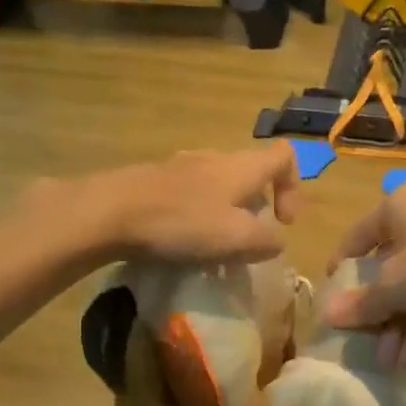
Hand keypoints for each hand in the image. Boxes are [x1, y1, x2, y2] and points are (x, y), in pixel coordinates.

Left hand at [66, 146, 300, 263]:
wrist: (112, 211)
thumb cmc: (183, 221)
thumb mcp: (237, 237)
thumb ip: (267, 240)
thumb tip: (276, 240)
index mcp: (242, 166)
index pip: (285, 156)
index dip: (294, 187)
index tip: (282, 222)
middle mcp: (216, 157)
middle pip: (251, 174)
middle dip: (256, 209)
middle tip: (246, 243)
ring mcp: (183, 165)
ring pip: (219, 186)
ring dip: (225, 216)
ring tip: (213, 249)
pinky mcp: (156, 180)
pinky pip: (190, 195)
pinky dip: (197, 216)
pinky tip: (181, 243)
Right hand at [322, 181, 405, 367]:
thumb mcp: (396, 286)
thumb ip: (361, 302)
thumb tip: (328, 315)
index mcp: (400, 204)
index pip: (358, 237)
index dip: (342, 270)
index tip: (333, 303)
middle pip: (387, 266)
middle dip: (377, 310)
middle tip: (365, 342)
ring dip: (399, 325)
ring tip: (390, 362)